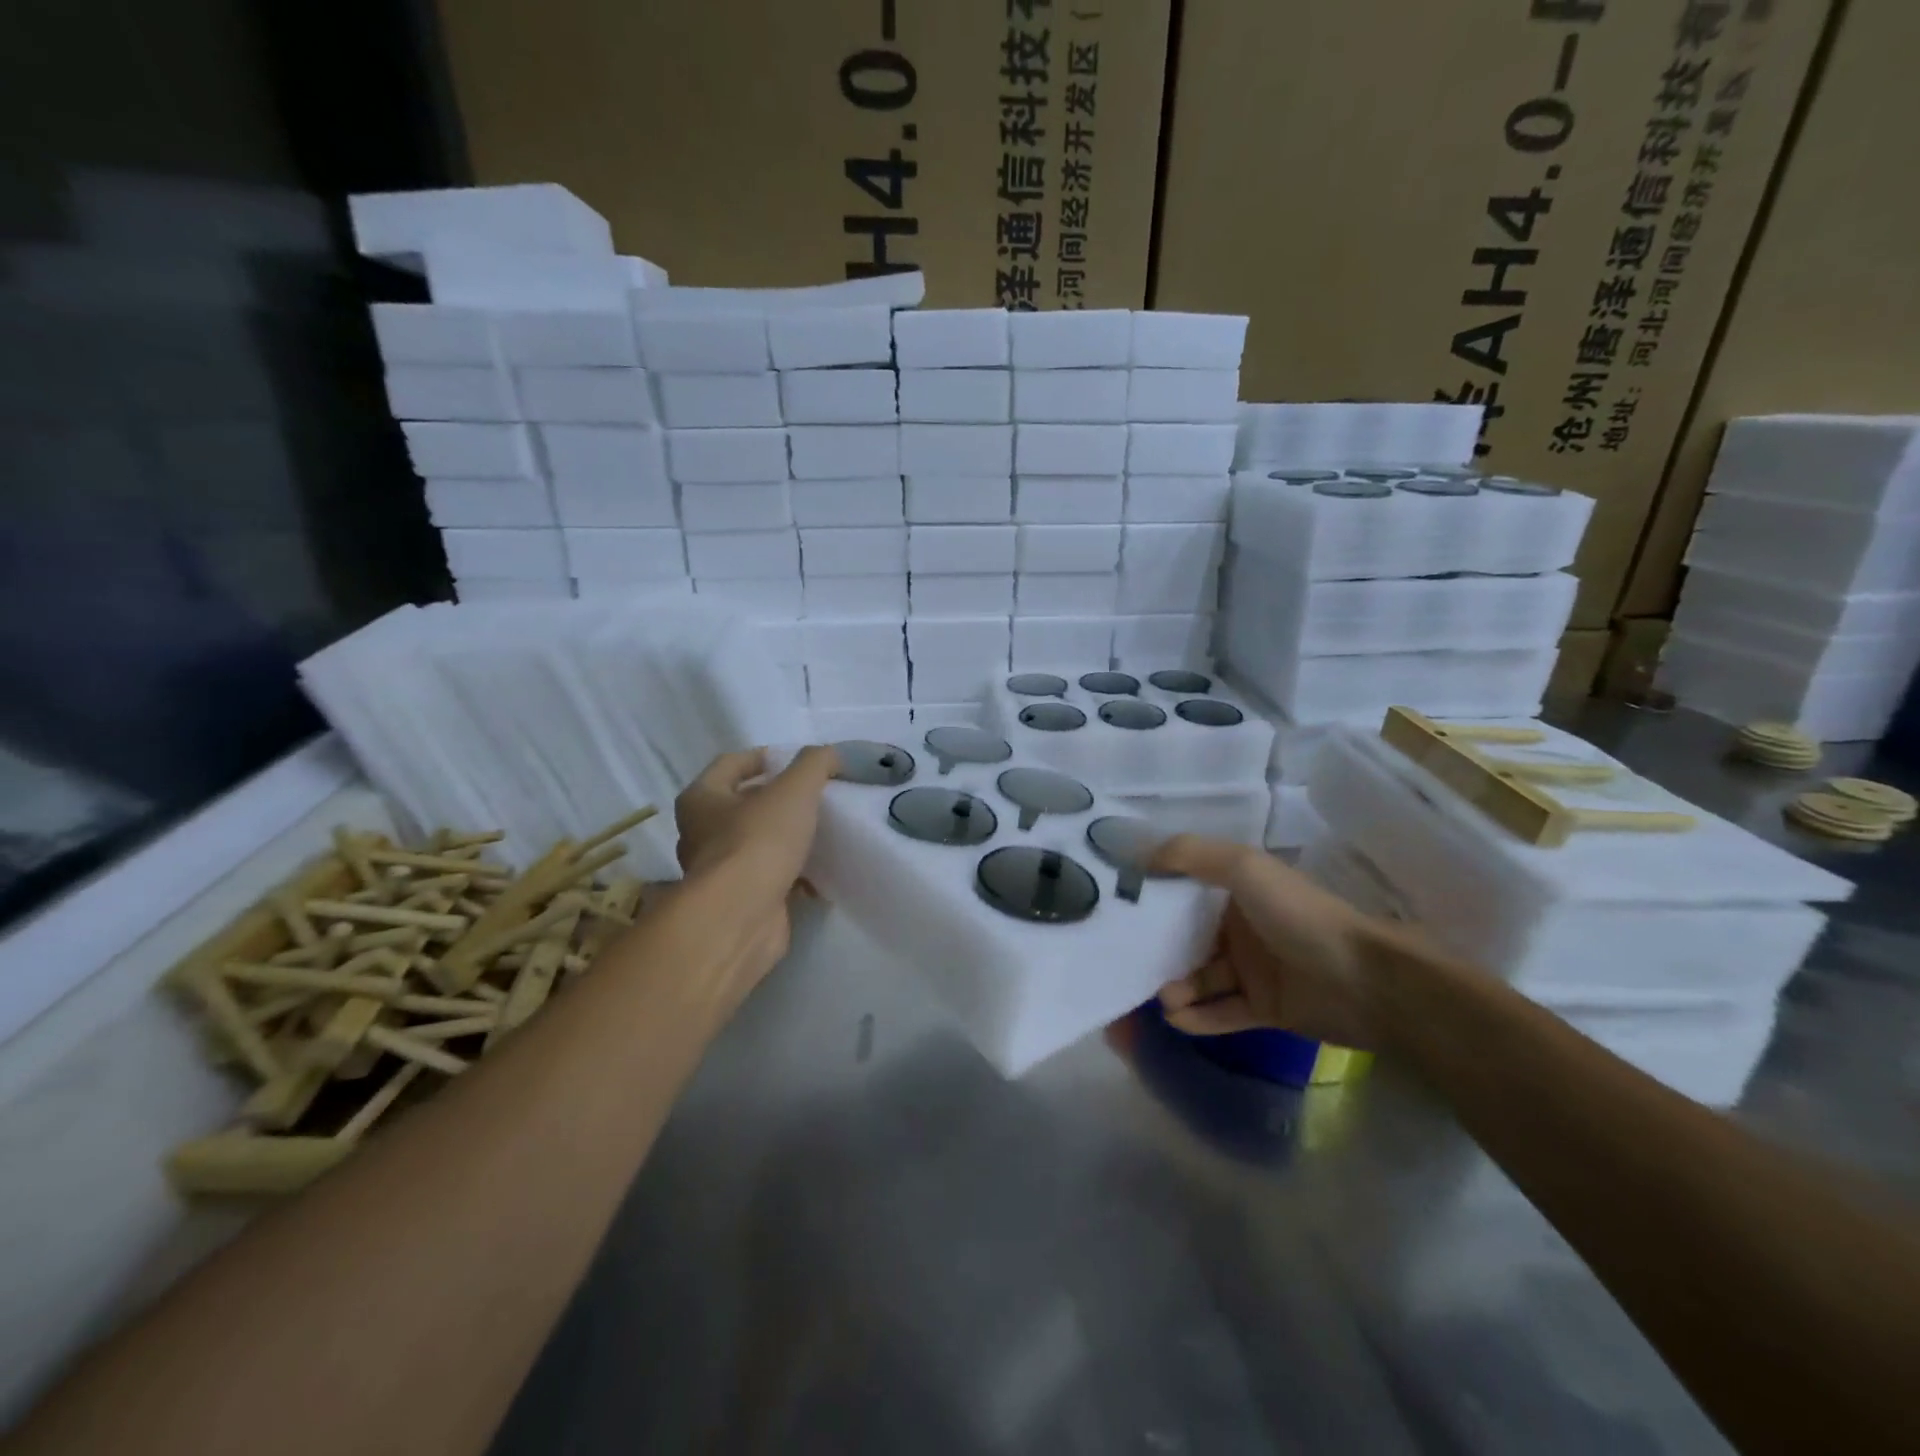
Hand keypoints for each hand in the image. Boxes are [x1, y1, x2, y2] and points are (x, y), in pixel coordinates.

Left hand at [672, 745, 838, 988]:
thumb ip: (814, 764)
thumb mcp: (793, 790)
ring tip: (823, 832)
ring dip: (787, 838)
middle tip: (816, 796)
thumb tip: (830, 754)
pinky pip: (770, 878)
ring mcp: (718, 871)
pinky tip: (820, 873)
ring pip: (758, 843)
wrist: (741, 918)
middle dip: (778, 800)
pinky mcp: (739, 901)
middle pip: (743, 804)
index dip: (765, 756)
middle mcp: (700, 833)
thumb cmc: (758, 841)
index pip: (731, 763)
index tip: (799, 762)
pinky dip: (793, 874)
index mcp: (701, 799)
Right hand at [1150, 836, 1392, 1046]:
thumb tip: (1138, 855)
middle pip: (1187, 938)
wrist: (1365, 980)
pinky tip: (1177, 1018)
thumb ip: (1191, 855)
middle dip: (1158, 951)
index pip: (1185, 892)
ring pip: (1201, 978)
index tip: (1116, 908)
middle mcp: (1241, 928)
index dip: (1153, 898)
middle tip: (1129, 965)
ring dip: (1176, 987)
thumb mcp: (1244, 867)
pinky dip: (1198, 1017)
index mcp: (1237, 891)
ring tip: (1163, 998)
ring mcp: (1253, 970)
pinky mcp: (1264, 1009)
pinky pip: (1221, 1012)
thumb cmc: (1299, 915)